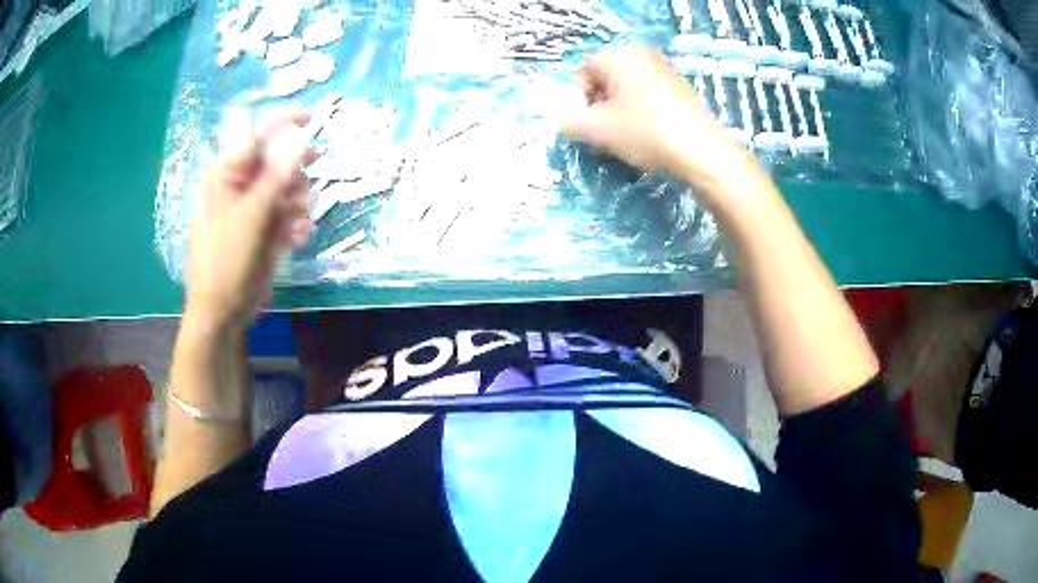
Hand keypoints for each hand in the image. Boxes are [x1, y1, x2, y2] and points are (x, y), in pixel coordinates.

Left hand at [185, 110, 314, 327]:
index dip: (283, 123)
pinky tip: (297, 239)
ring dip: (299, 204)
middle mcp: (241, 185)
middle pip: (279, 161)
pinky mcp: (266, 228)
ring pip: (290, 188)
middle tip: (303, 191)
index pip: (256, 136)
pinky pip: (290, 213)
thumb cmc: (226, 259)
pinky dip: (297, 223)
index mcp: (227, 174)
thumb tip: (301, 138)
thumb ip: (278, 175)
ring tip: (295, 225)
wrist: (224, 310)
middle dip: (295, 176)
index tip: (313, 118)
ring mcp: (255, 207)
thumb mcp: (252, 215)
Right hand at [562, 45, 742, 183]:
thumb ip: (567, 120)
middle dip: (600, 104)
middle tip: (608, 131)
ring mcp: (663, 67)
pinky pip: (647, 92)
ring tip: (629, 134)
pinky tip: (650, 132)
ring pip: (626, 86)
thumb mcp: (597, 130)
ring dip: (619, 108)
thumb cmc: (646, 133)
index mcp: (619, 55)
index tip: (591, 124)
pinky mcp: (680, 85)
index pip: (583, 71)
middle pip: (605, 77)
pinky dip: (641, 109)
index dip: (580, 100)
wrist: (702, 152)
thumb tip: (556, 115)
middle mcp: (641, 53)